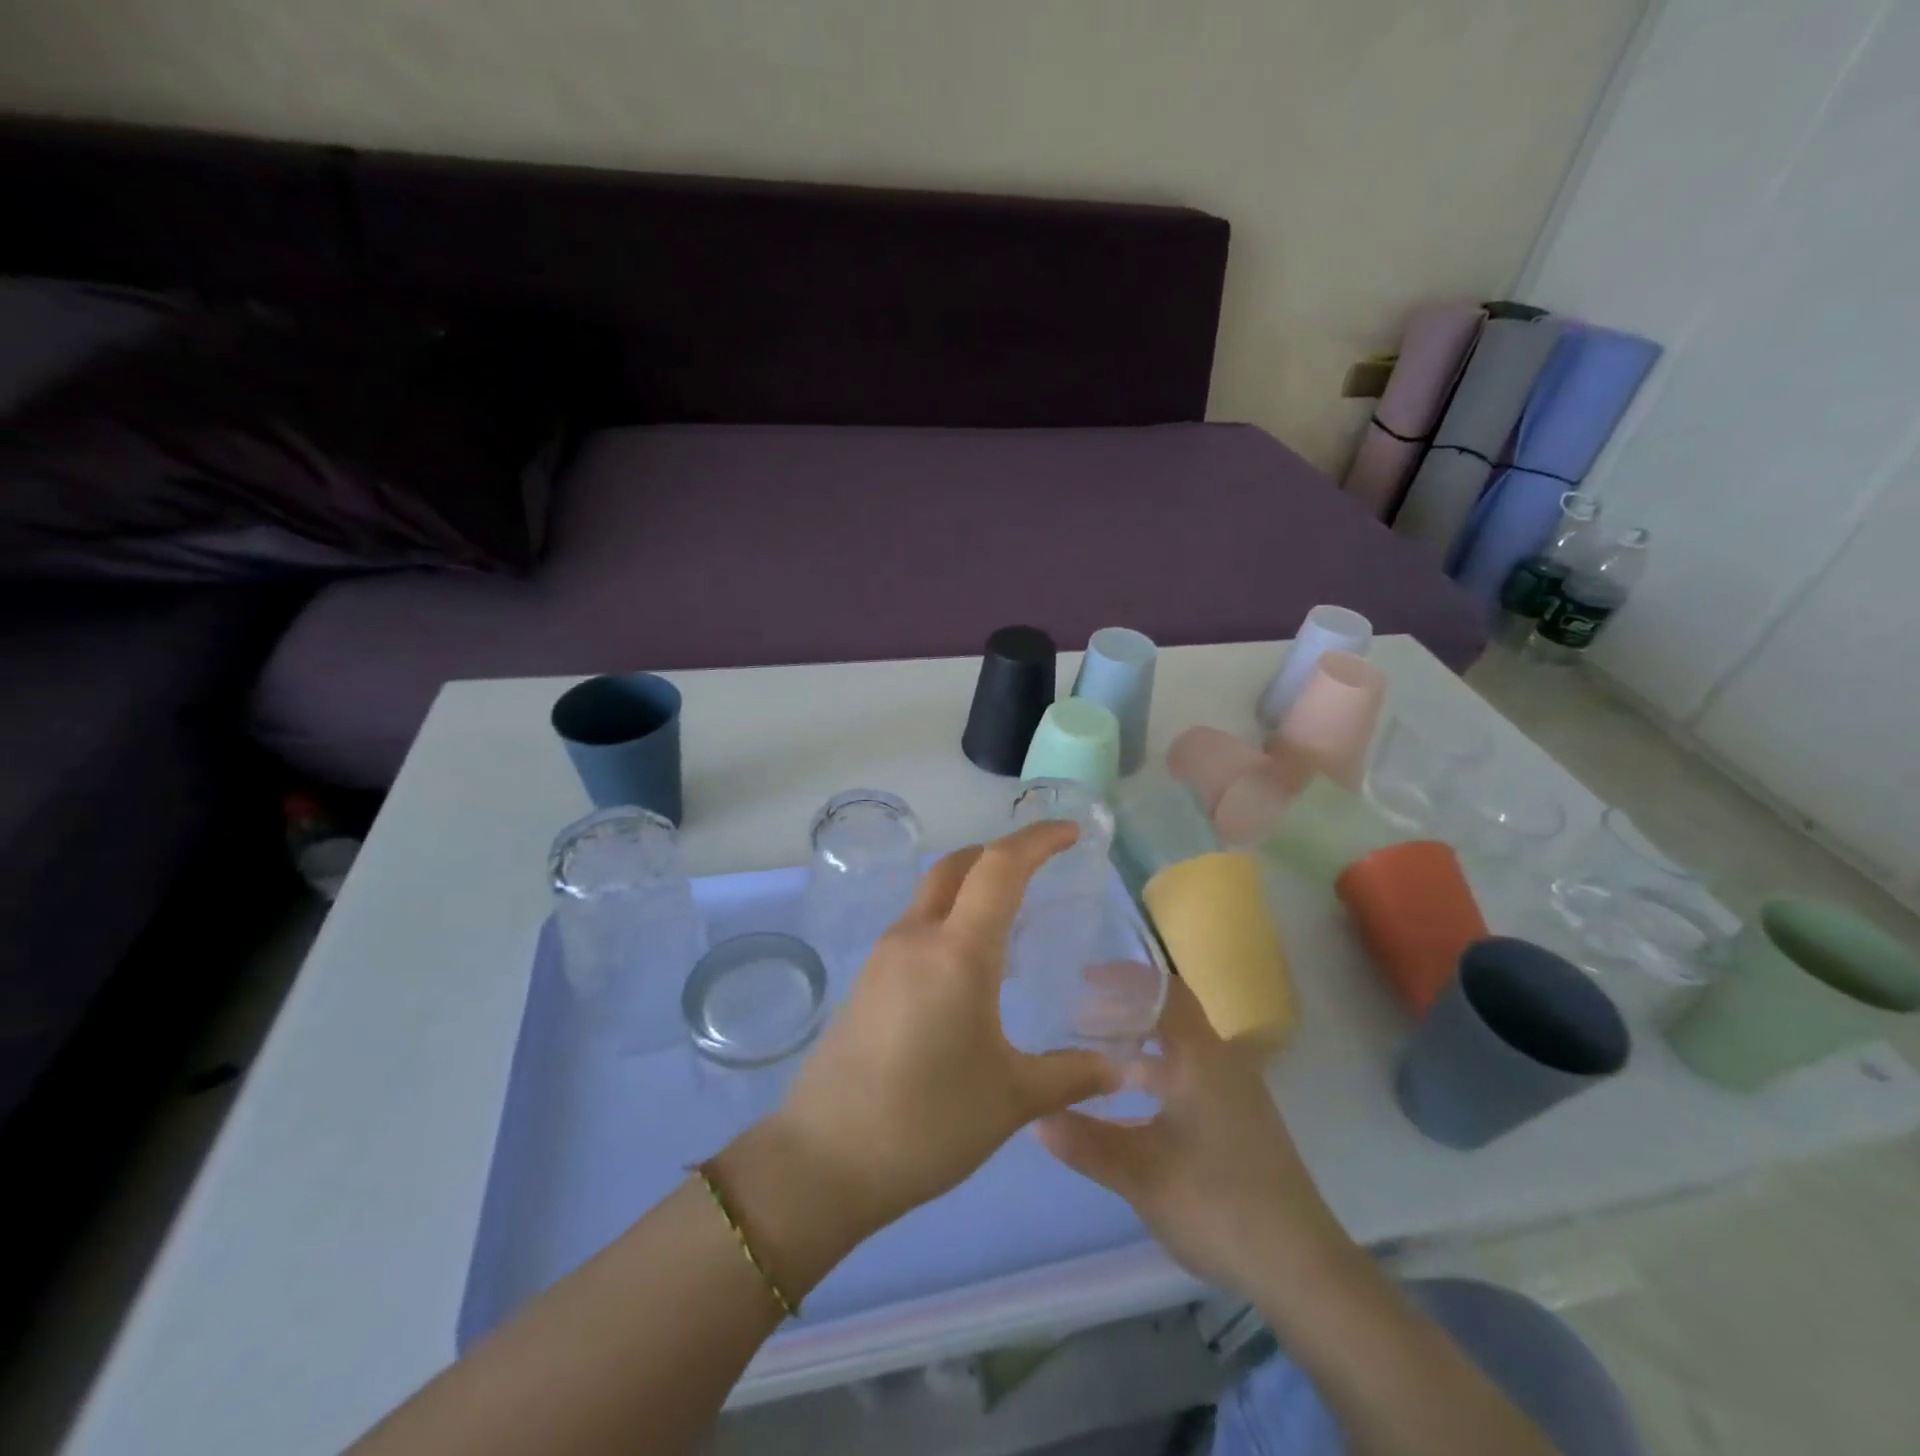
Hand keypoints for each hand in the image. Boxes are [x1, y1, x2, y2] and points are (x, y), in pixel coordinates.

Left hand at [769, 822, 1119, 1235]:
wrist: (825, 1160)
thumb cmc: (928, 1123)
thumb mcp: (1012, 1100)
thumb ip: (1071, 1074)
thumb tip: (1123, 1067)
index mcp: (958, 951)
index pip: (1000, 867)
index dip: (1037, 840)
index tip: (1070, 832)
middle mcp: (917, 937)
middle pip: (958, 865)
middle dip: (1001, 852)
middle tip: (1042, 867)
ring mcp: (884, 955)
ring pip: (932, 893)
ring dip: (971, 886)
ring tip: (1011, 917)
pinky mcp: (867, 979)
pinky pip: (916, 926)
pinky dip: (949, 918)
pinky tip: (968, 963)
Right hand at [1035, 976, 1354, 1299]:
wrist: (1301, 1268)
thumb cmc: (1216, 1203)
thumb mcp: (1139, 1174)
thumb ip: (1084, 1141)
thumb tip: (1033, 1116)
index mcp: (1201, 1058)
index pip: (1164, 991)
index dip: (1125, 977)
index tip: (1085, 977)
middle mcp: (1222, 1064)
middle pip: (1170, 1019)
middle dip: (1123, 1014)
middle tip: (1077, 1020)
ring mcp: (1236, 1096)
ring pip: (1179, 1054)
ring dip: (1138, 1052)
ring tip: (1094, 1062)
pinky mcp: (1241, 1125)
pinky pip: (1191, 1081)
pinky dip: (1156, 1080)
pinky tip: (1129, 1110)